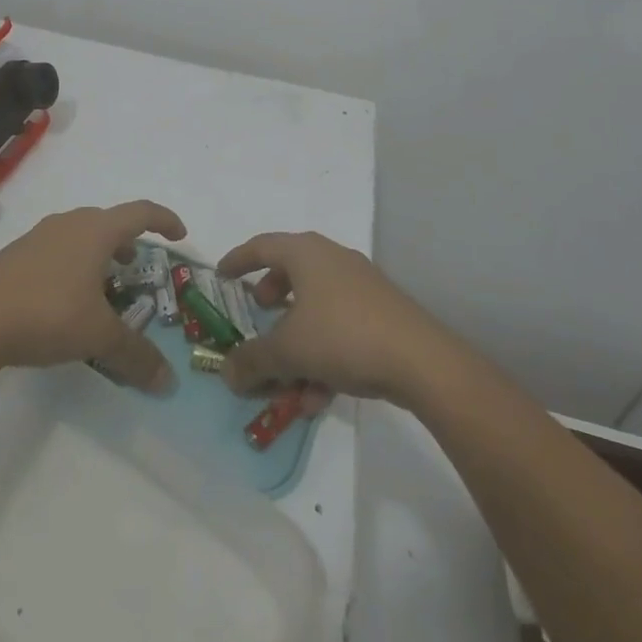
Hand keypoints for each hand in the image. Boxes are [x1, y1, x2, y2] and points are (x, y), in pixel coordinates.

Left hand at [0, 200, 185, 392]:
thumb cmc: (47, 314)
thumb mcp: (98, 336)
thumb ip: (136, 354)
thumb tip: (168, 381)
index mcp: (96, 230)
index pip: (140, 212)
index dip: (164, 220)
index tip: (180, 235)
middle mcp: (69, 224)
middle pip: (109, 222)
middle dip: (129, 242)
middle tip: (138, 268)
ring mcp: (39, 236)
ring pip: (80, 235)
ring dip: (100, 253)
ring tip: (104, 285)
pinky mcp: (16, 254)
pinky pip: (57, 249)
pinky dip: (74, 263)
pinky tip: (66, 298)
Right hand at [216, 232, 447, 405]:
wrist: (420, 360)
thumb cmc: (342, 336)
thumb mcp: (288, 351)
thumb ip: (252, 360)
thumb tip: (226, 372)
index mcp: (306, 253)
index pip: (261, 246)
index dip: (237, 260)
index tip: (221, 275)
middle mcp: (332, 259)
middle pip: (291, 271)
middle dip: (270, 296)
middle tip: (258, 313)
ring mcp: (360, 284)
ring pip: (316, 306)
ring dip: (296, 339)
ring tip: (286, 377)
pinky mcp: (381, 312)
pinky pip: (339, 326)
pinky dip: (322, 353)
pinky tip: (317, 396)